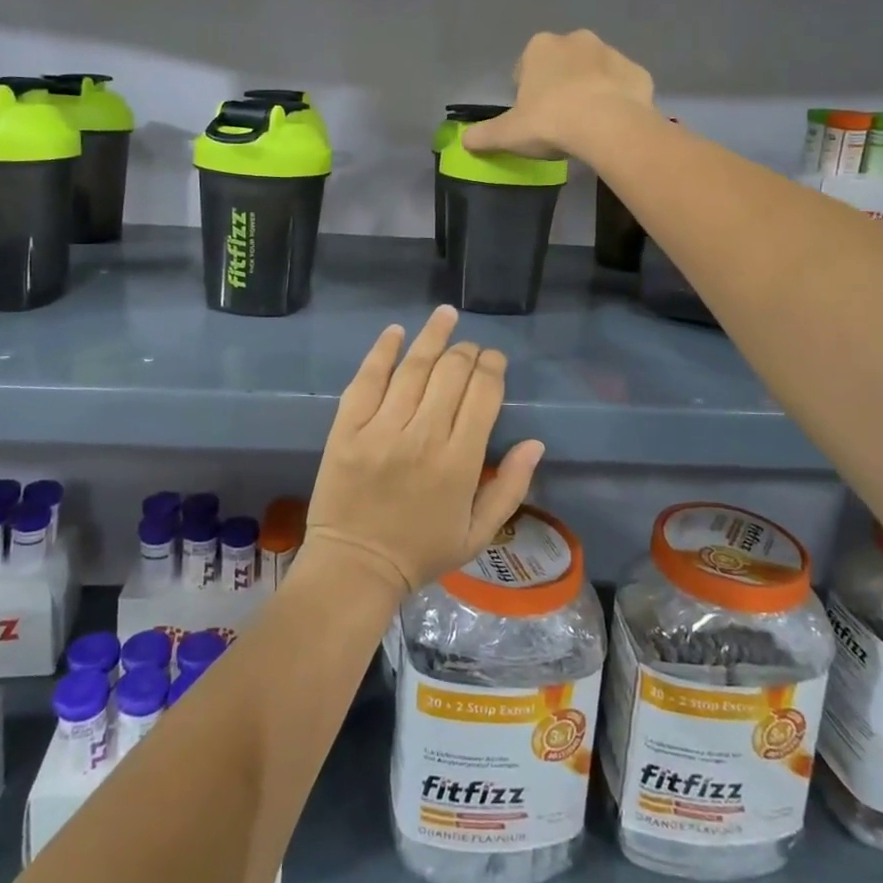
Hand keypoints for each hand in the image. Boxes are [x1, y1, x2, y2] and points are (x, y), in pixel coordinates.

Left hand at [303, 306, 542, 597]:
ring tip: (446, 315)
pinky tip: (396, 332)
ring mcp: (381, 428)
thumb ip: (511, 488)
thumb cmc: (421, 552)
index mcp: (459, 463)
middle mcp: (422, 436)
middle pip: (450, 374)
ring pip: (413, 368)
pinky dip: (382, 352)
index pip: (483, 395)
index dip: (492, 368)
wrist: (354, 567)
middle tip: (471, 346)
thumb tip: (535, 443)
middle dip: (467, 352)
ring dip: (433, 337)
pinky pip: (367, 379)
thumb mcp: (478, 533)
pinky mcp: (347, 427)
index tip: (494, 360)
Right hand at [463, 29, 654, 159]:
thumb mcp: (508, 134)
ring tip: (585, 124)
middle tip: (557, 120)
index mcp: (540, 48)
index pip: (526, 66)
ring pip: (593, 72)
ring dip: (588, 90)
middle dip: (559, 85)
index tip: (530, 116)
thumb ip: (484, 135)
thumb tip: (464, 140)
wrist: (609, 126)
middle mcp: (576, 40)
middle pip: (561, 64)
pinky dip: (616, 100)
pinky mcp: (637, 72)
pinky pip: (621, 85)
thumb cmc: (551, 121)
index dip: (526, 91)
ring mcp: (611, 53)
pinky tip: (611, 124)